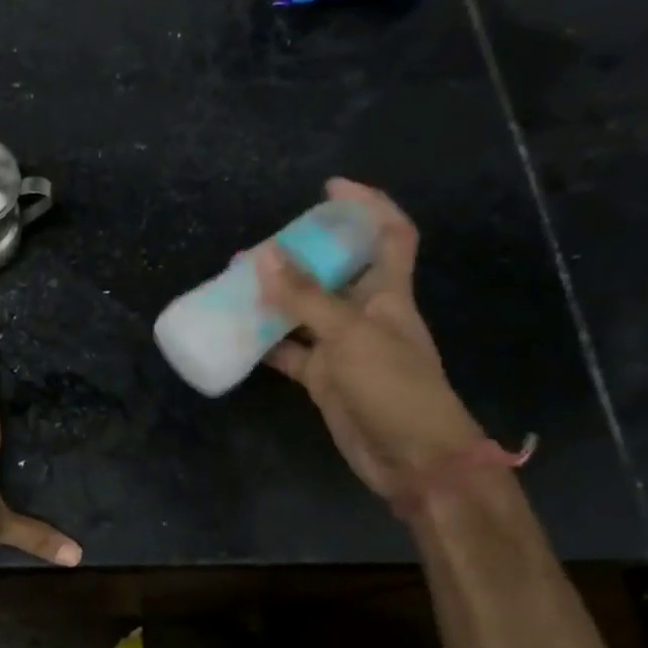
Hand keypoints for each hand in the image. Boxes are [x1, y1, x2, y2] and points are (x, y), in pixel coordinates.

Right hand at [257, 178, 486, 499]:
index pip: (390, 234)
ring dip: (275, 298)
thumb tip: (262, 254)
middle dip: (301, 253)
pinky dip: (265, 343)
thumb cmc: (393, 387)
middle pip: (335, 270)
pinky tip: (237, 334)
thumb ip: (304, 297)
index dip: (367, 205)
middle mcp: (365, 314)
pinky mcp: (324, 378)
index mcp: (387, 293)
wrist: (412, 459)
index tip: (330, 188)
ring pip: (305, 311)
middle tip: (259, 246)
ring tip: (235, 283)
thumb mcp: (349, 335)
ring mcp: (343, 347)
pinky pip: (289, 351)